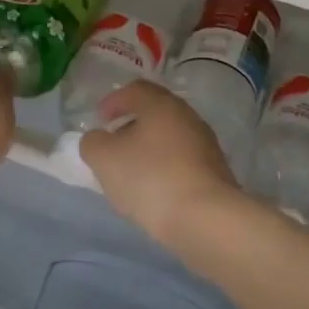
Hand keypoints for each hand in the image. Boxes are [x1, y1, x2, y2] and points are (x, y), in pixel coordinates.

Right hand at [79, 80, 238, 245]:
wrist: (206, 219)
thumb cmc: (150, 178)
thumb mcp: (105, 159)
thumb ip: (93, 143)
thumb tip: (97, 140)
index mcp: (162, 105)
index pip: (135, 90)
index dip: (113, 101)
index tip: (99, 119)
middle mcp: (188, 117)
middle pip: (155, 113)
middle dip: (130, 126)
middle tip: (112, 145)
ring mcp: (206, 145)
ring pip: (169, 138)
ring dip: (148, 149)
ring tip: (130, 172)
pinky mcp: (216, 173)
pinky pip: (182, 162)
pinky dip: (164, 168)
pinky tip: (154, 190)